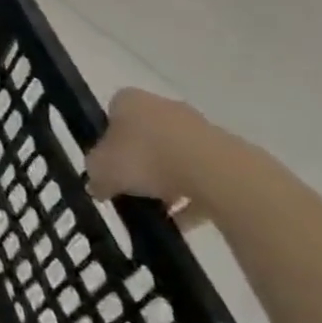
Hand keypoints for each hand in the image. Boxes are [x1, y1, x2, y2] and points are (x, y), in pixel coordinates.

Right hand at [87, 88, 246, 228]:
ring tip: (158, 211)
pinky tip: (183, 221)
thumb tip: (98, 185)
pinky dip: (192, 197)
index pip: (112, 114)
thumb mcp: (101, 170)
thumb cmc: (144, 158)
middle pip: (145, 135)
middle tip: (130, 188)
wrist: (213, 172)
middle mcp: (163, 106)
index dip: (107, 141)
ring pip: (174, 156)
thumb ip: (95, 176)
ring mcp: (198, 128)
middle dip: (139, 162)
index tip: (107, 165)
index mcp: (129, 100)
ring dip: (166, 182)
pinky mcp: (226, 153)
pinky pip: (201, 176)